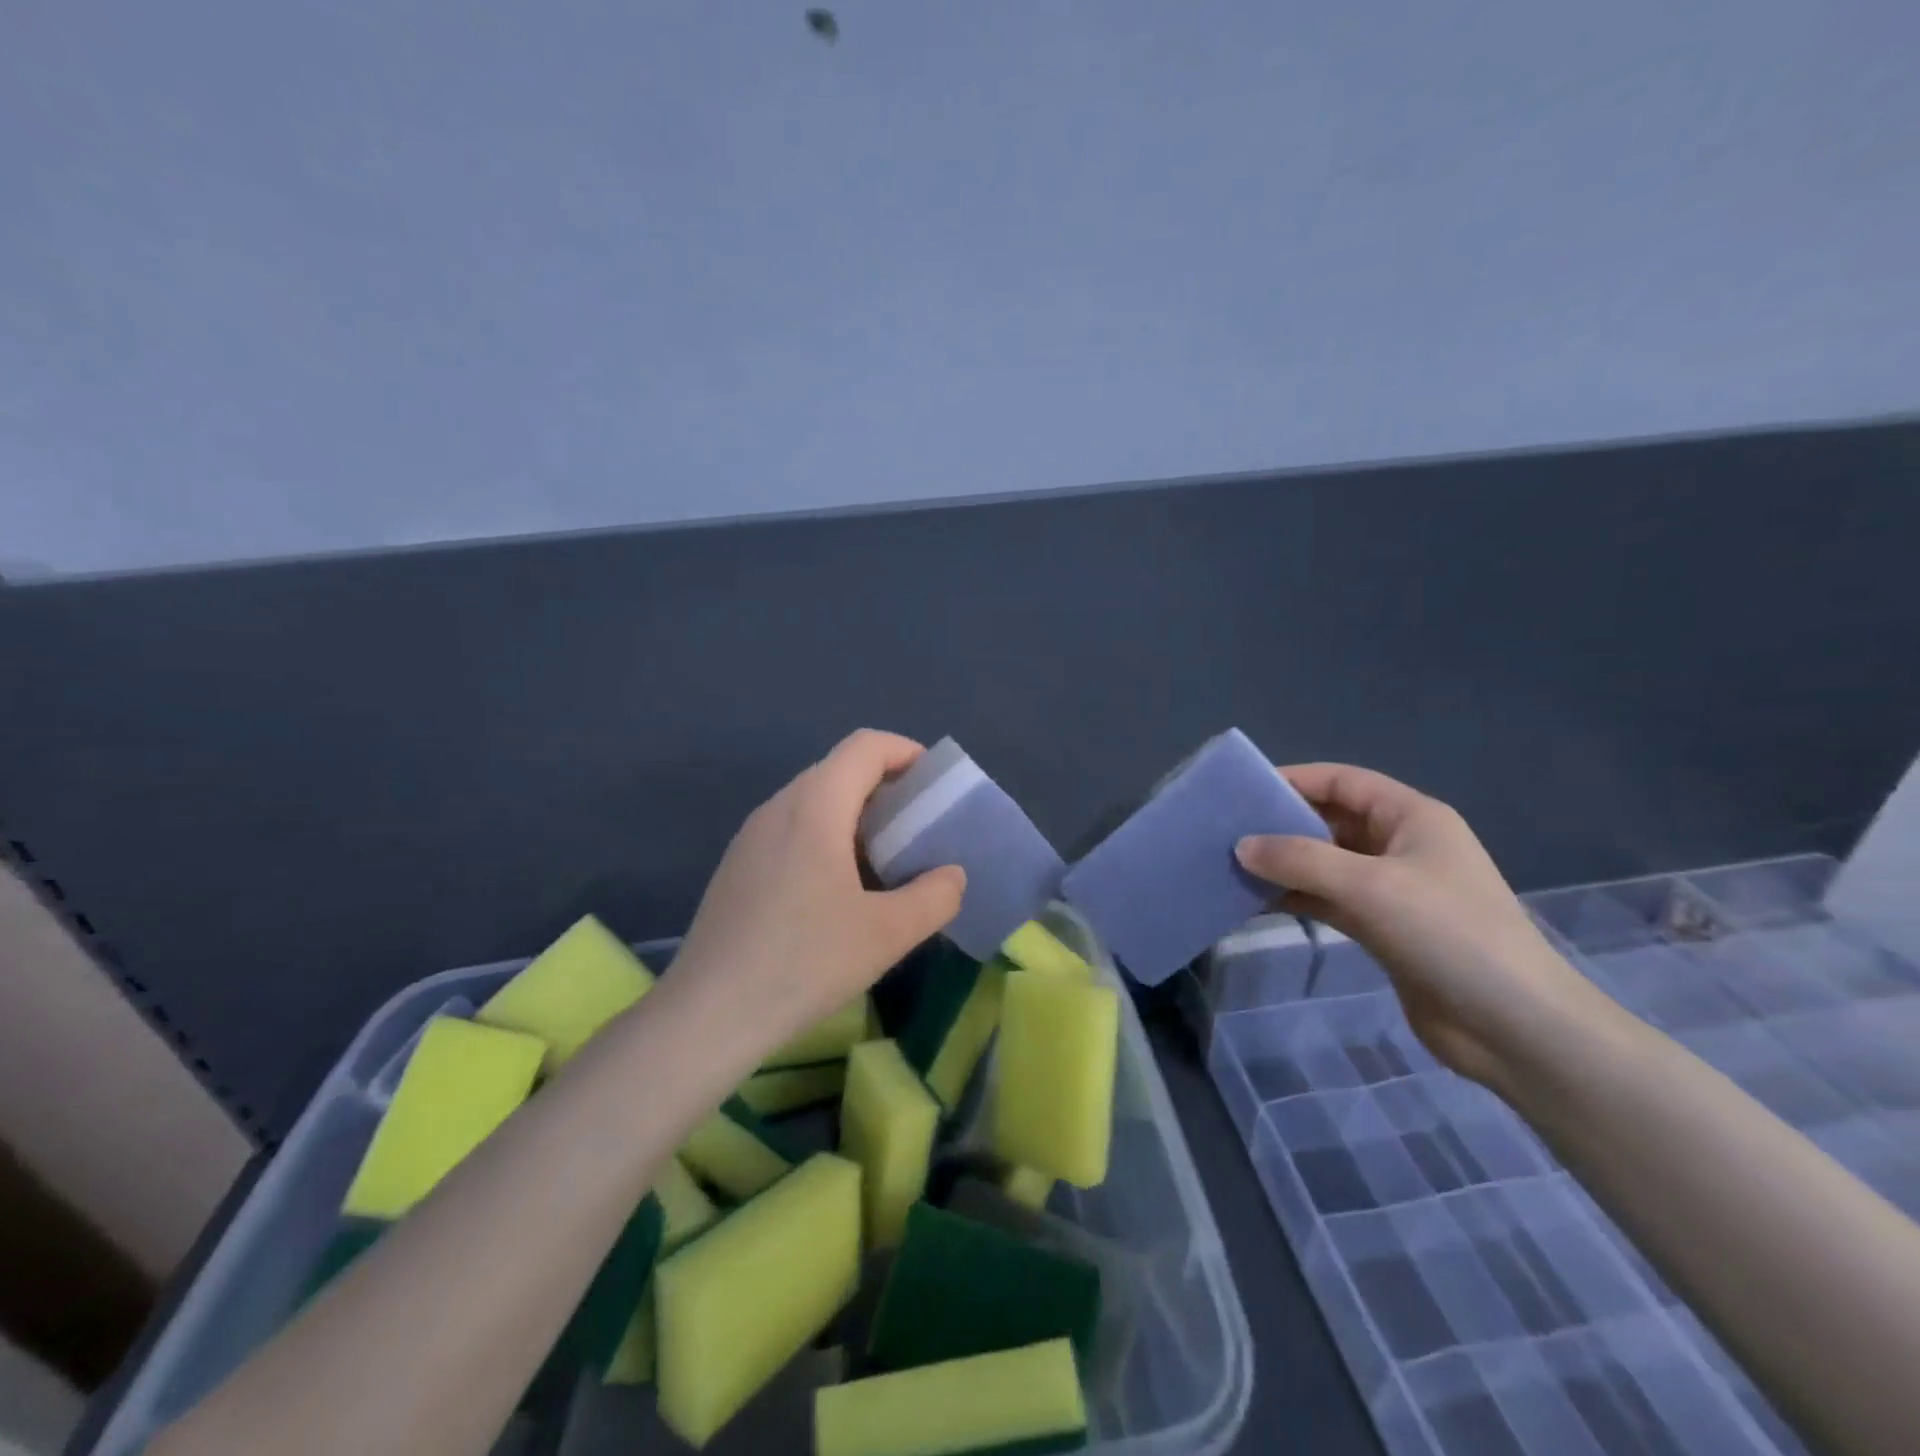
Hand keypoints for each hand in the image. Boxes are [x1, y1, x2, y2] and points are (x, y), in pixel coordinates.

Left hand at [672, 730, 966, 1060]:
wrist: (708, 1015)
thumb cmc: (804, 962)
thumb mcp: (887, 934)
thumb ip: (935, 896)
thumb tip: (952, 876)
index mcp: (815, 806)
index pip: (865, 746)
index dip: (907, 752)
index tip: (935, 786)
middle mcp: (778, 807)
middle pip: (840, 770)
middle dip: (887, 788)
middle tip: (919, 830)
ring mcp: (751, 836)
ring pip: (814, 802)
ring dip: (857, 817)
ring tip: (886, 863)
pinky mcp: (737, 867)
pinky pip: (792, 830)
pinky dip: (827, 839)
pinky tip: (839, 893)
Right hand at [1234, 763, 1596, 1085]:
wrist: (1513, 1027)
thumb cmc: (1448, 934)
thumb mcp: (1369, 886)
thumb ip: (1300, 860)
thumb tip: (1241, 846)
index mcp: (1412, 817)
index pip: (1342, 781)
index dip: (1293, 779)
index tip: (1242, 791)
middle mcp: (1401, 845)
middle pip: (1330, 821)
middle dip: (1280, 824)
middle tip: (1226, 832)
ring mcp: (1392, 889)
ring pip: (1325, 863)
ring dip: (1283, 865)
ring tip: (1230, 867)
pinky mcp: (1384, 928)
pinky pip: (1328, 900)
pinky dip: (1295, 898)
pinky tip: (1256, 903)